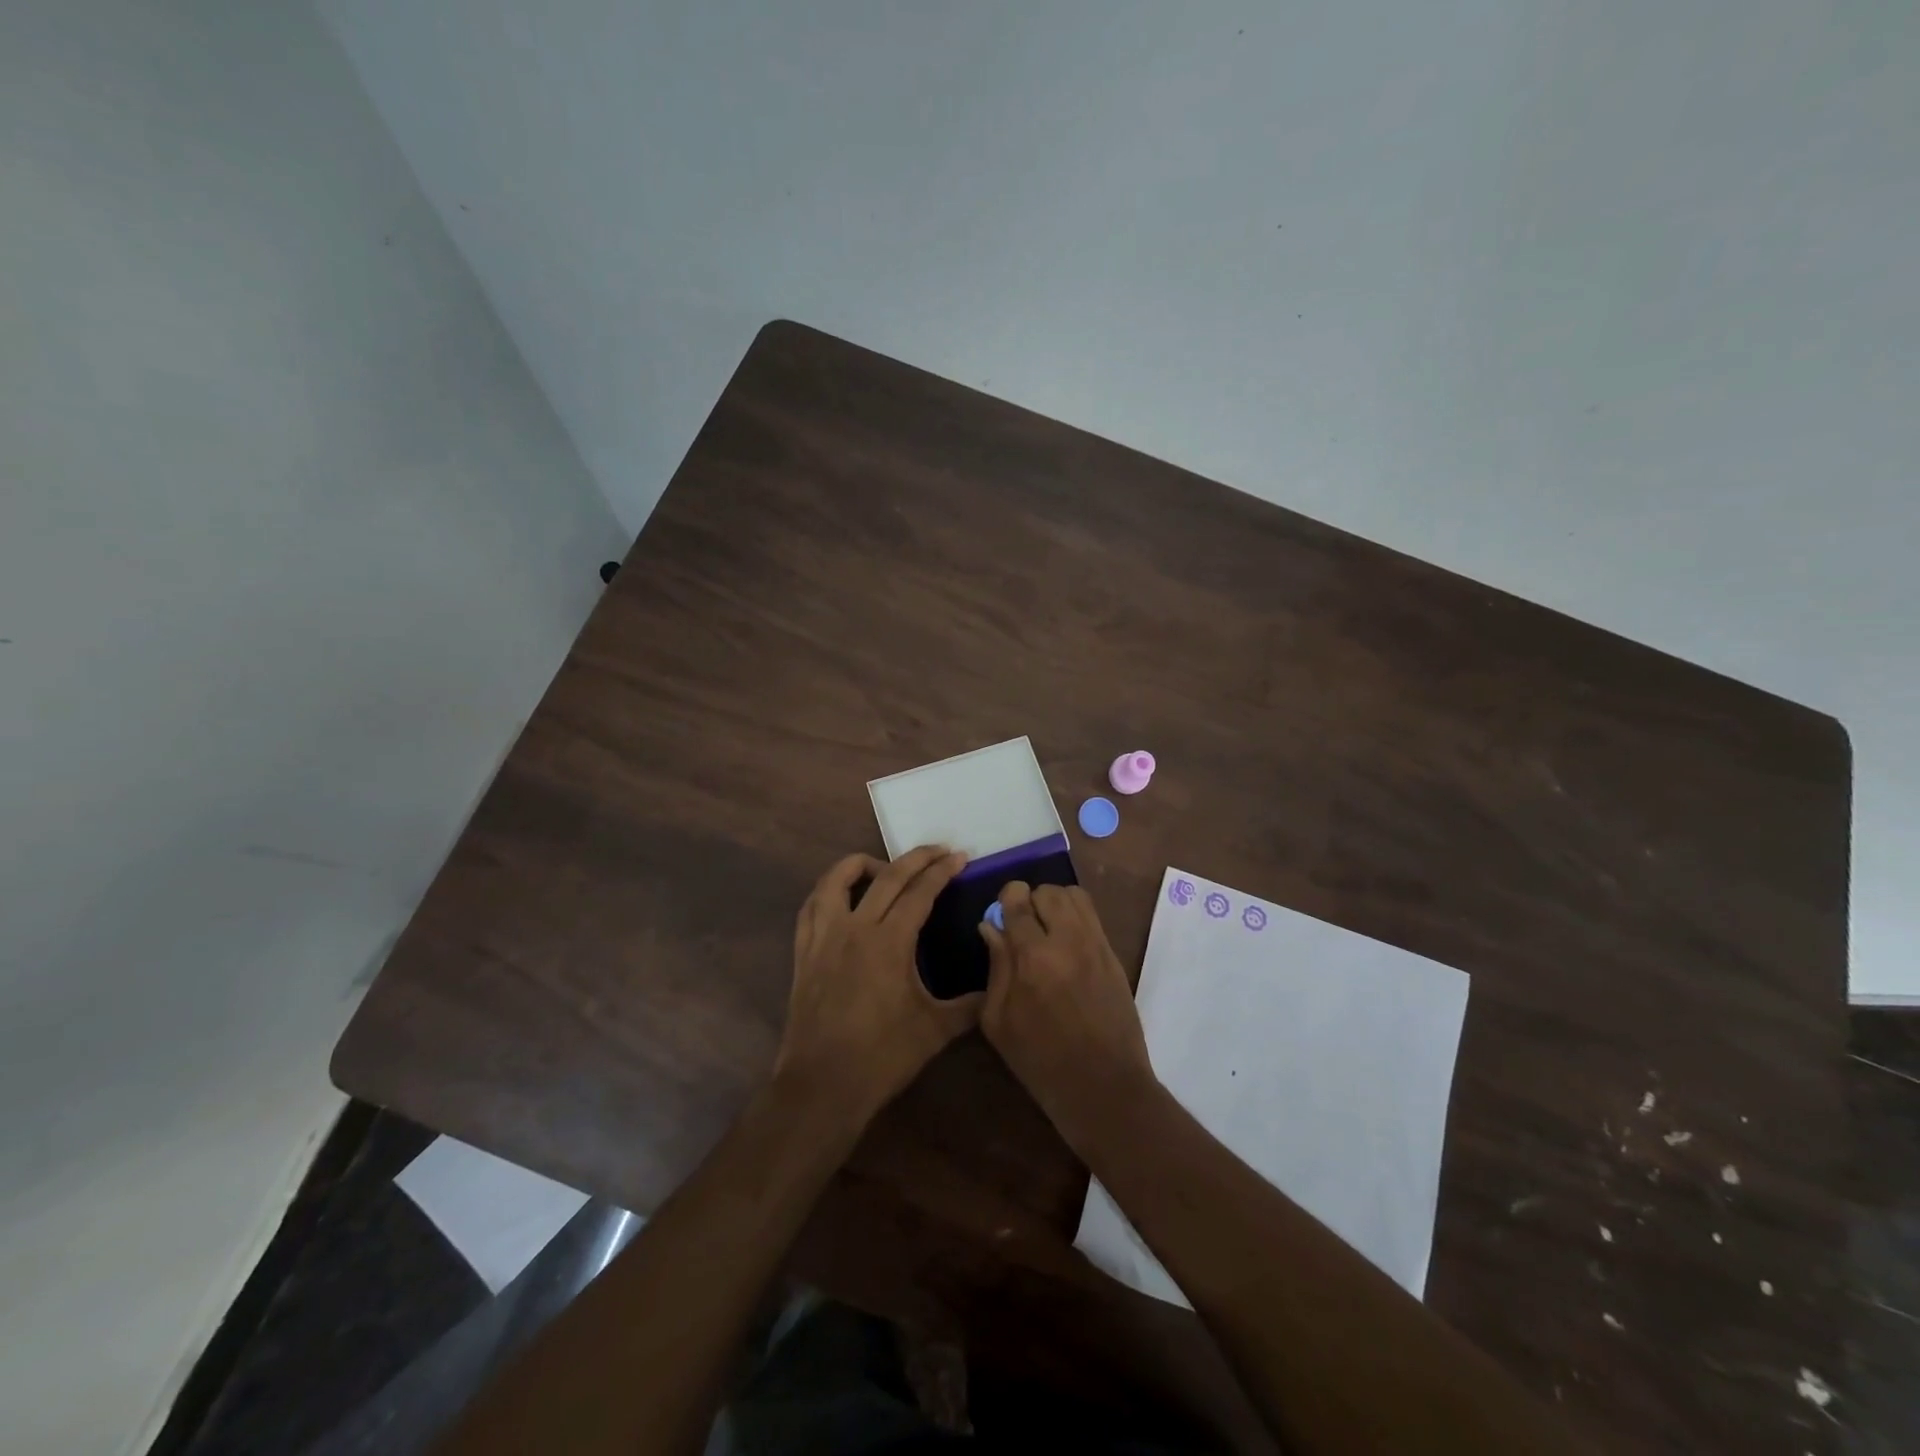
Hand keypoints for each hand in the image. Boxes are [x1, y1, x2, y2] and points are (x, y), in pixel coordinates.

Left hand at [775, 845, 979, 1124]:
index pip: (920, 893)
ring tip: (883, 867)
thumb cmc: (882, 1057)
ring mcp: (824, 938)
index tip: (959, 856)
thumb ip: (969, 1005)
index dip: (942, 871)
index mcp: (889, 942)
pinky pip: (811, 907)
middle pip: (886, 877)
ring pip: (836, 881)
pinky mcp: (804, 953)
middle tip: (938, 849)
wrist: (822, 1085)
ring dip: (861, 864)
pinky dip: (827, 891)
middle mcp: (855, 929)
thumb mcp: (935, 1031)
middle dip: (915, 858)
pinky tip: (841, 897)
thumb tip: (996, 987)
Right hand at [979, 883, 1156, 1150]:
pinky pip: (1092, 916)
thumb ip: (996, 966)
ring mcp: (1096, 945)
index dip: (1006, 899)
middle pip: (1048, 891)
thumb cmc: (1041, 1060)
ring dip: (1055, 904)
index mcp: (1033, 957)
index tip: (1001, 912)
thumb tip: (991, 927)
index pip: (1018, 901)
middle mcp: (1068, 940)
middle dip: (1031, 900)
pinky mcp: (1113, 955)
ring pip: (1074, 896)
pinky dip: (1075, 917)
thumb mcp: (999, 1020)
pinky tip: (1065, 944)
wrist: (1103, 1086)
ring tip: (1046, 929)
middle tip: (1023, 925)